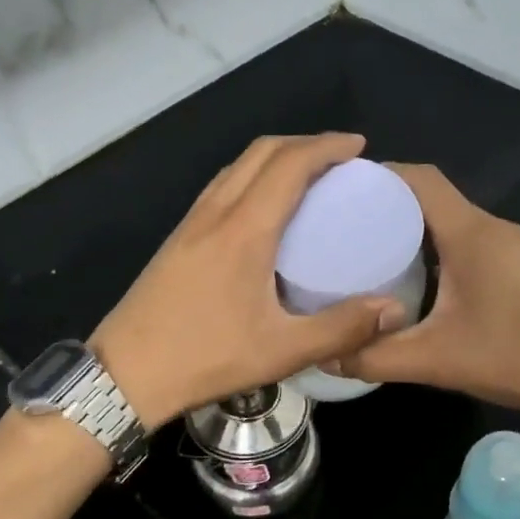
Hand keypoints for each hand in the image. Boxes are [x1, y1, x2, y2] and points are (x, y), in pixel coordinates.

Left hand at [91, 134, 408, 424]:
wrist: (125, 374)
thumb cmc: (206, 358)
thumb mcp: (282, 351)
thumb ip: (341, 328)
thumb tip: (394, 308)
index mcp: (244, 229)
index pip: (290, 164)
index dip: (327, 146)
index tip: (359, 148)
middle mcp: (215, 213)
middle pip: (261, 152)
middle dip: (304, 144)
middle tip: (340, 159)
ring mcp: (191, 223)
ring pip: (236, 167)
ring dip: (275, 158)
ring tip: (308, 177)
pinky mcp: (178, 239)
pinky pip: (221, 187)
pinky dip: (251, 178)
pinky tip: (264, 210)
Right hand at [336, 165, 519, 427]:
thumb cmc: (517, 358)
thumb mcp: (436, 361)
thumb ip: (375, 357)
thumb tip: (326, 355)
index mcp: (470, 233)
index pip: (418, 179)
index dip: (377, 175)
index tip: (336, 192)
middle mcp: (490, 228)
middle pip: (430, 195)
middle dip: (385, 203)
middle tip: (341, 226)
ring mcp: (509, 246)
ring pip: (449, 219)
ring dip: (410, 227)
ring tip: (366, 250)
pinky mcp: (519, 266)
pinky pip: (466, 240)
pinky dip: (434, 246)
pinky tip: (413, 277)